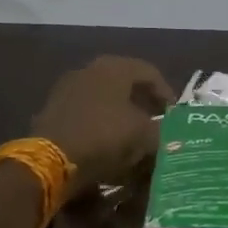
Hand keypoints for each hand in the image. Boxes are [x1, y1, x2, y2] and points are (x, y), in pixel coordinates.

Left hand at [32, 56, 174, 196]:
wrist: (52, 159)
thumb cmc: (105, 137)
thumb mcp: (144, 136)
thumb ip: (161, 131)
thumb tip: (168, 133)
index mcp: (114, 67)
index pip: (149, 72)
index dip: (166, 93)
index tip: (175, 114)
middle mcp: (89, 70)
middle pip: (125, 82)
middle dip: (143, 102)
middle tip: (156, 120)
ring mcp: (67, 88)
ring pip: (104, 97)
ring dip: (122, 113)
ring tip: (134, 134)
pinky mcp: (53, 109)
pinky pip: (87, 111)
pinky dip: (101, 122)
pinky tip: (108, 141)